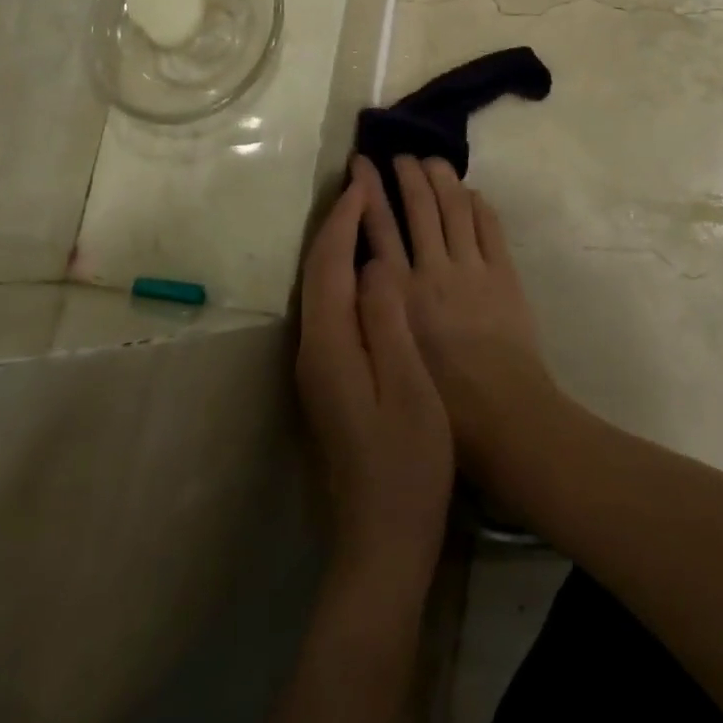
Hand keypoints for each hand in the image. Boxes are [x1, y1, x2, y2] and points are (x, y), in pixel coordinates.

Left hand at [296, 157, 453, 576]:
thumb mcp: (408, 388)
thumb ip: (387, 321)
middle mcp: (313, 349)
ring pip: (319, 288)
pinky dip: (344, 273)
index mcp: (331, 346)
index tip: (364, 183)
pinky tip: (366, 268)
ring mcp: (318, 366)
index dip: (346, 221)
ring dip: (336, 244)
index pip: (330, 265)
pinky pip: (331, 307)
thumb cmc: (407, 464)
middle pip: (316, 271)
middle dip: (334, 223)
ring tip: (361, 211)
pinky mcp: (329, 378)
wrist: (383, 539)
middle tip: (358, 183)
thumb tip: (374, 264)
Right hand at [389, 155, 556, 480]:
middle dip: (407, 174)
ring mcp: (472, 268)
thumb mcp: (392, 351)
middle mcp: (432, 270)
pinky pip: (489, 226)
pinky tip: (470, 191)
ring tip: (432, 160)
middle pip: (418, 206)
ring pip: (454, 207)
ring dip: (442, 178)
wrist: (503, 414)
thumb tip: (370, 271)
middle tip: (400, 155)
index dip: (368, 191)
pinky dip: (478, 203)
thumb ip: (380, 307)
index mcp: (400, 292)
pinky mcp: (503, 272)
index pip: (378, 226)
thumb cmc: (441, 400)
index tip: (362, 164)